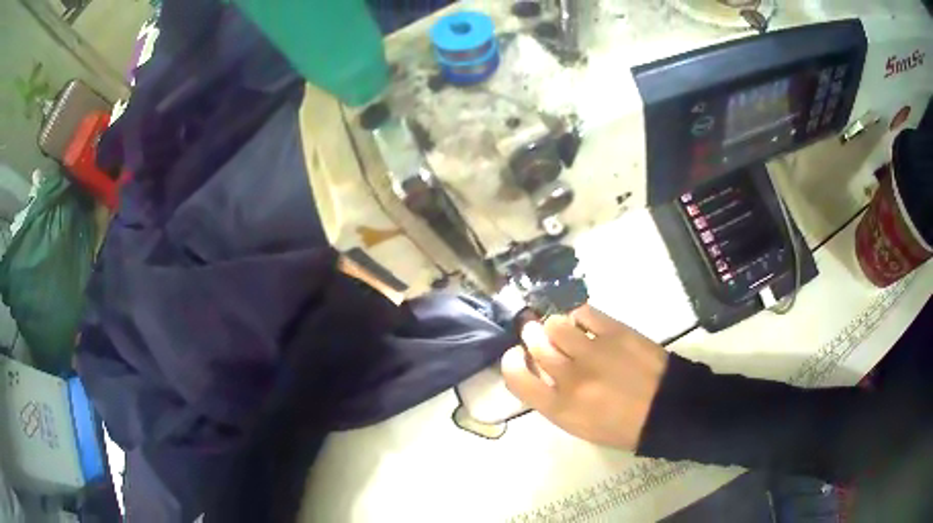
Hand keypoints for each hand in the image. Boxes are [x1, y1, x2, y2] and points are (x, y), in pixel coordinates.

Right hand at [501, 304, 668, 449]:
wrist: (666, 410)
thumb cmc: (621, 426)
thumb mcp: (578, 425)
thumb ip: (553, 399)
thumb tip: (539, 369)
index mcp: (560, 407)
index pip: (517, 377)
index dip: (511, 361)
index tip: (517, 355)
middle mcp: (570, 377)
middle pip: (535, 344)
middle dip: (532, 336)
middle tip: (539, 335)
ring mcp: (593, 352)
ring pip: (556, 324)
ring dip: (555, 325)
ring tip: (566, 330)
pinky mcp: (615, 332)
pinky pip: (584, 312)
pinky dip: (579, 316)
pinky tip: (585, 324)